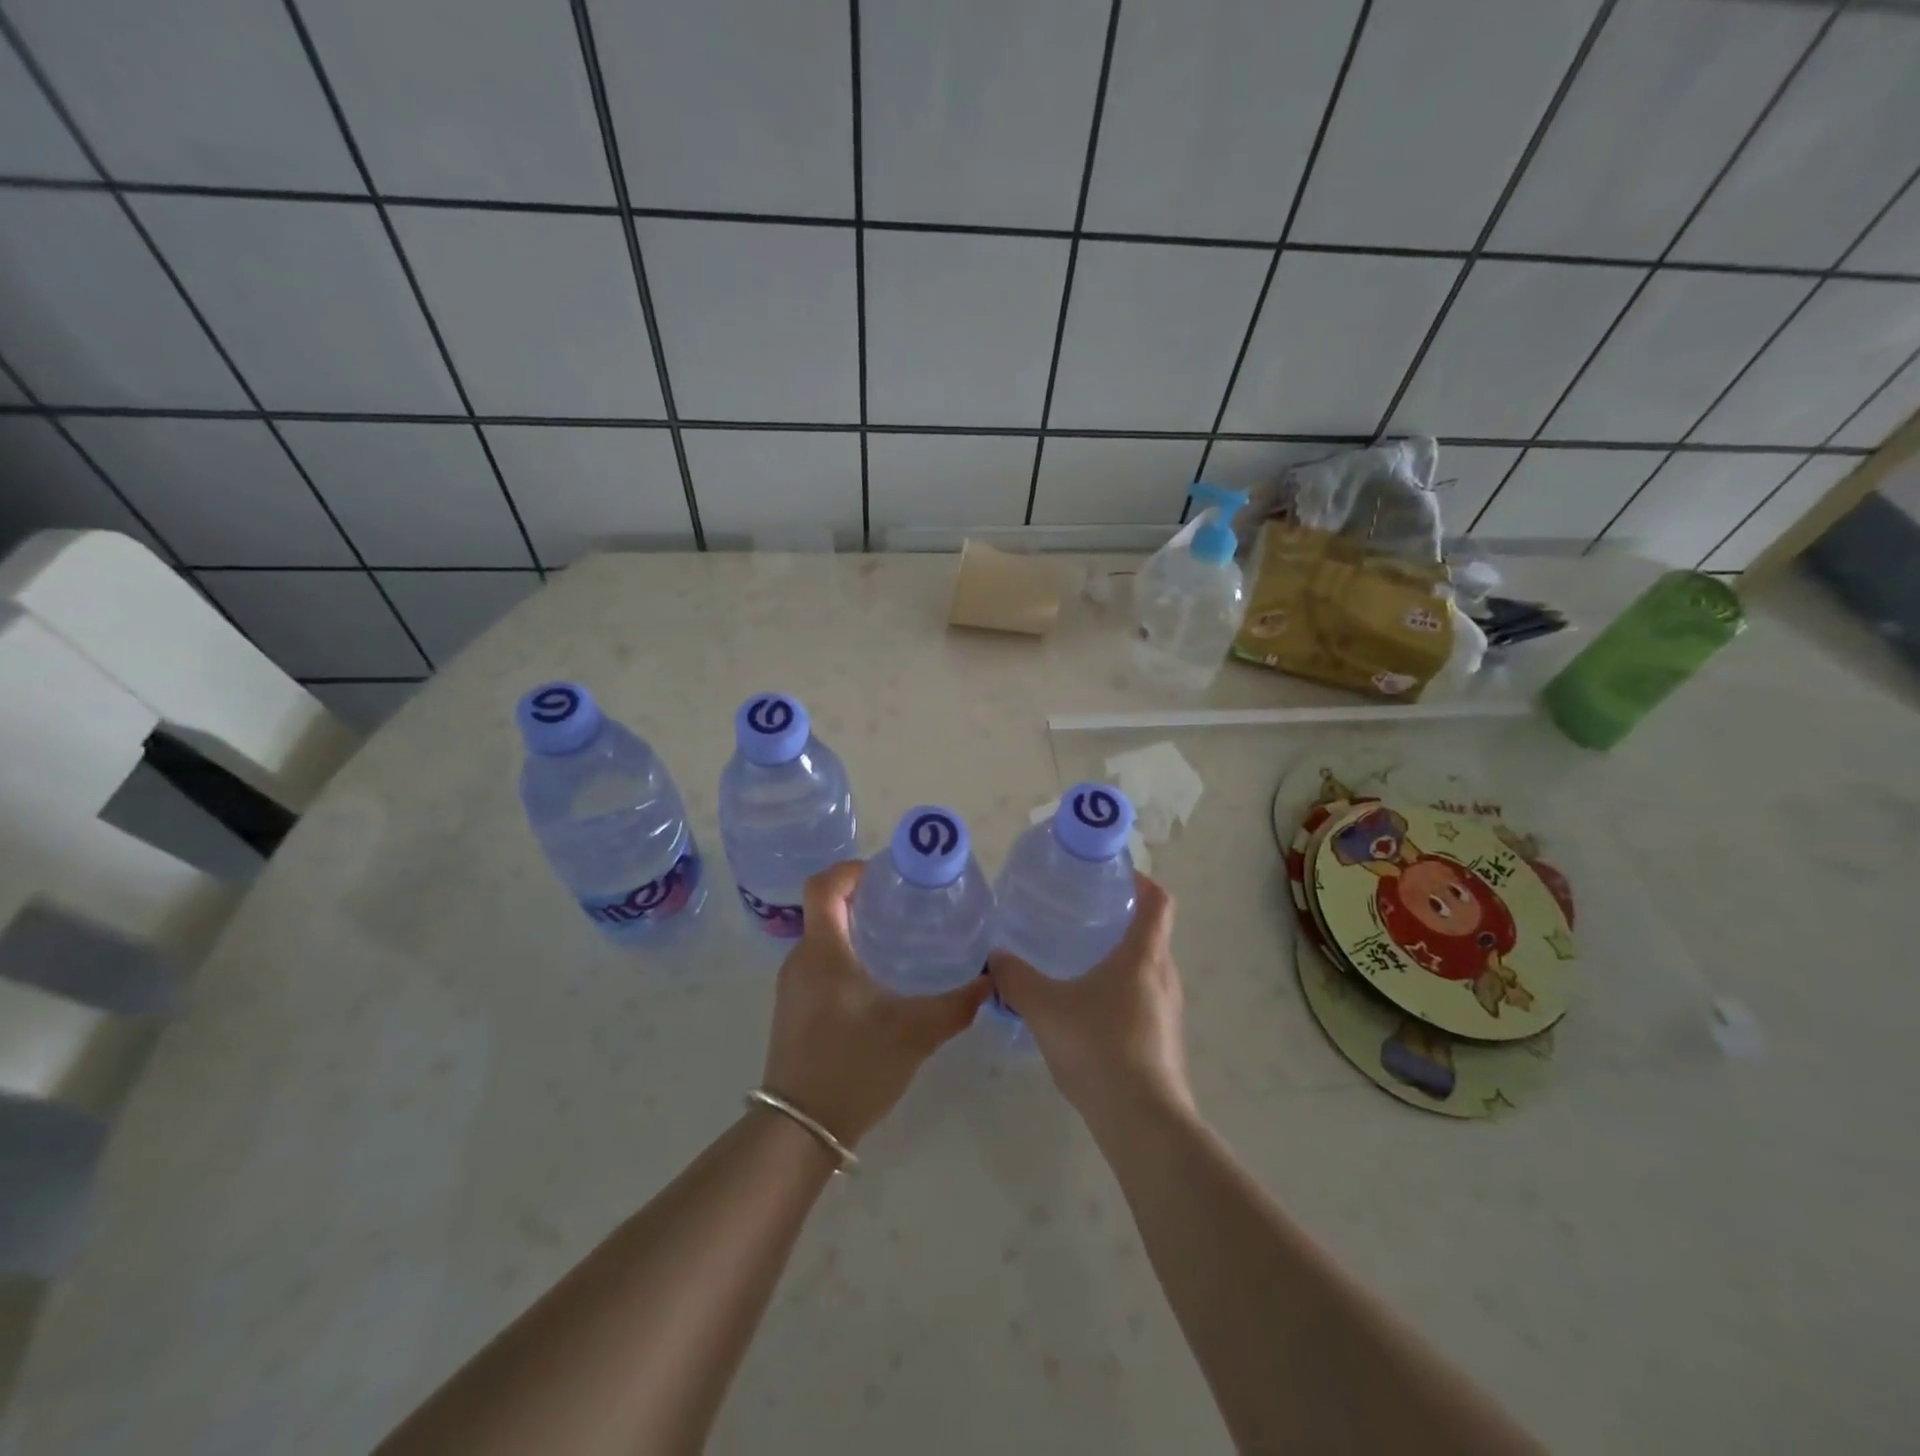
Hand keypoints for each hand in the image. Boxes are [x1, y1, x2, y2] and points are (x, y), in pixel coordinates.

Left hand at [761, 861, 988, 1148]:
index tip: (889, 875)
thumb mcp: (914, 1034)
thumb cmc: (853, 1068)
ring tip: (900, 941)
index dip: (853, 869)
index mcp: (823, 952)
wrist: (799, 1131)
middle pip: (826, 908)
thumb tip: (989, 980)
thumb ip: (955, 1005)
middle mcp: (801, 959)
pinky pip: (820, 963)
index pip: (823, 886)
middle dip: (865, 899)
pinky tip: (880, 981)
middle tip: (908, 906)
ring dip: (857, 929)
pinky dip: (848, 956)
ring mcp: (793, 986)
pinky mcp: (794, 1008)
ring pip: (824, 937)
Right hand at [987, 873, 1193, 1129]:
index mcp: (1143, 955)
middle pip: (1151, 934)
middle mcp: (1164, 977)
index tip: (1111, 875)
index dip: (1140, 881)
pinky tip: (1087, 1013)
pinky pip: (1144, 1002)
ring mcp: (1169, 1012)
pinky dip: (1120, 994)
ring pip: (1147, 970)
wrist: (1142, 1121)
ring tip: (1078, 962)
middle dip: (1120, 920)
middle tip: (1081, 916)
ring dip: (1119, 960)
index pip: (1158, 901)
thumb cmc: (1098, 1047)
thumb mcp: (1045, 1008)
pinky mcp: (1164, 1042)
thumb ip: (1017, 979)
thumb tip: (994, 958)